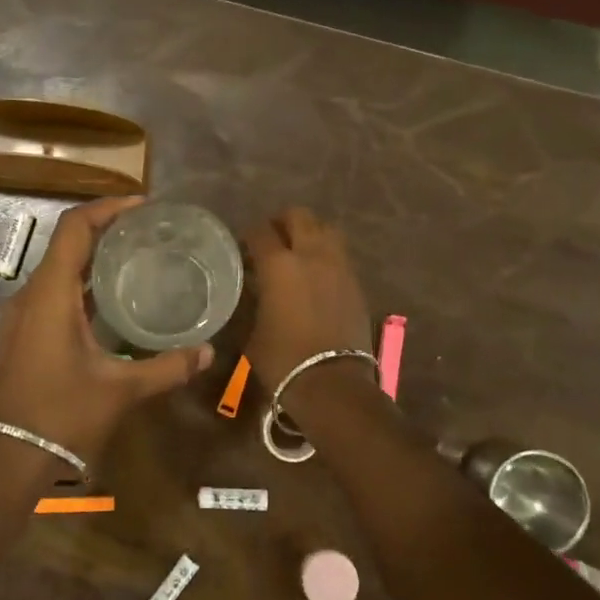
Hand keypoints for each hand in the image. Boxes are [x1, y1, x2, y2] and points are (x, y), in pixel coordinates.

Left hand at [0, 198, 213, 463]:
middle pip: (67, 243)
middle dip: (106, 229)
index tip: (143, 205)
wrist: (13, 456)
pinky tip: (112, 300)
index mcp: (51, 295)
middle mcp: (31, 295)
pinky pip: (54, 291)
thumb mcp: (122, 390)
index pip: (75, 228)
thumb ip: (167, 367)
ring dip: (94, 257)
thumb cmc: (64, 415)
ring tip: (137, 258)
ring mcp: (23, 315)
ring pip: (59, 268)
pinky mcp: (24, 333)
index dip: (107, 208)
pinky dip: (83, 283)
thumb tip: (208, 352)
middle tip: (149, 231)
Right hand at [244, 206, 372, 386]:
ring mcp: (339, 266)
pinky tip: (317, 274)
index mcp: (279, 264)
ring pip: (326, 229)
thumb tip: (255, 290)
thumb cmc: (283, 360)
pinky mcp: (356, 282)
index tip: (243, 247)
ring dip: (310, 233)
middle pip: (299, 216)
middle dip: (283, 222)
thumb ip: (254, 301)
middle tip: (272, 239)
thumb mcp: (252, 331)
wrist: (332, 383)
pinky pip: (340, 254)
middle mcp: (311, 255)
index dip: (249, 235)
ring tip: (299, 251)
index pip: (260, 231)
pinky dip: (326, 255)